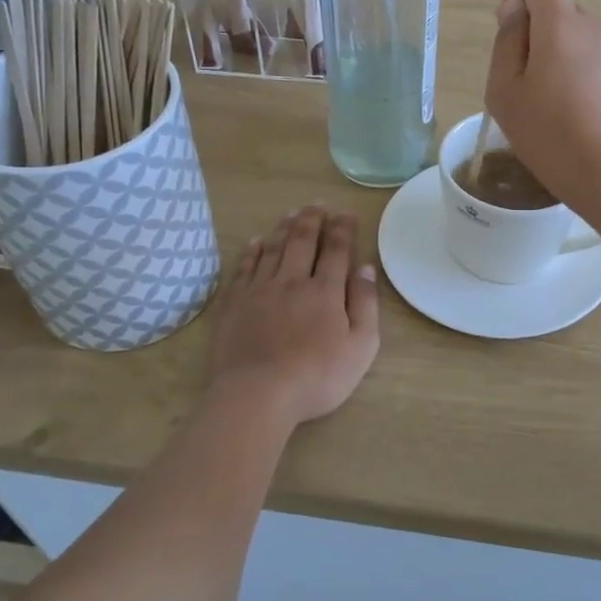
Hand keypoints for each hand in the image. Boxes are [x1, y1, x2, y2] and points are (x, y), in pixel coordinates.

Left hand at [208, 206, 378, 427]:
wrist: (257, 395)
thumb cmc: (317, 376)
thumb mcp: (360, 347)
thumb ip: (365, 304)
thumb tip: (366, 268)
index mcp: (325, 291)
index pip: (336, 250)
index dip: (342, 229)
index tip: (346, 213)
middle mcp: (292, 281)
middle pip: (302, 241)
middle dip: (312, 220)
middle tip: (318, 204)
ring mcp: (259, 290)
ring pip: (273, 249)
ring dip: (284, 228)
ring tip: (291, 213)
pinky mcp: (234, 303)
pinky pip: (244, 267)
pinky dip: (252, 250)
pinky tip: (256, 241)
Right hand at [483, 0, 600, 215]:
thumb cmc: (549, 135)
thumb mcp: (505, 91)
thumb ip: (506, 42)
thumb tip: (516, 11)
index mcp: (562, 25)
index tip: (509, 28)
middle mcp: (594, 27)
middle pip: (558, 7)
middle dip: (534, 32)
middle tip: (520, 82)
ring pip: (573, 36)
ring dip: (553, 56)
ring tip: (543, 105)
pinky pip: (589, 58)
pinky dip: (572, 73)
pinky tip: (567, 115)